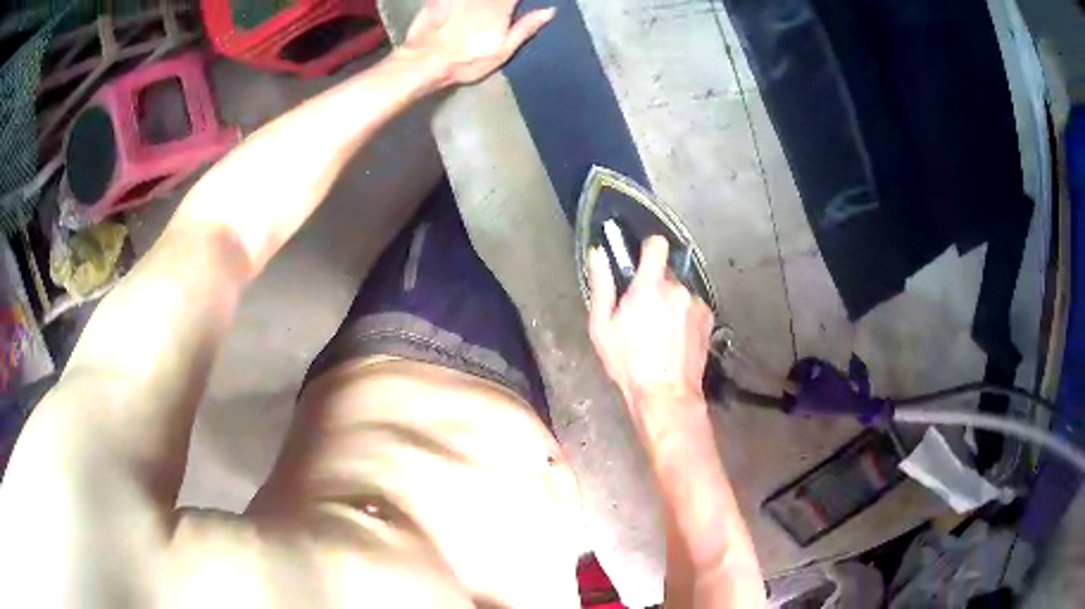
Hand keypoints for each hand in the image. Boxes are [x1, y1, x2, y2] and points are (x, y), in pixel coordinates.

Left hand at [403, 0, 554, 85]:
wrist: (424, 61)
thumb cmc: (464, 62)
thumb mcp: (503, 51)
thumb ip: (526, 28)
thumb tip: (549, 12)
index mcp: (501, 7)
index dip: (518, 0)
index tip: (519, 4)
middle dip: (502, 2)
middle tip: (501, 10)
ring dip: (483, 3)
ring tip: (482, 14)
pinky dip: (459, 3)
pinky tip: (465, 10)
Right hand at [588, 236, 713, 409]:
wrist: (666, 394)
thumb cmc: (629, 364)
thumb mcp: (602, 327)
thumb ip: (601, 285)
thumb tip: (597, 253)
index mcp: (650, 286)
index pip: (656, 244)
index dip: (647, 248)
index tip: (640, 259)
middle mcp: (678, 289)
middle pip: (666, 274)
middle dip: (654, 286)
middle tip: (641, 313)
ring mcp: (696, 304)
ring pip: (679, 292)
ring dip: (670, 303)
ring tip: (659, 332)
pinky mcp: (707, 319)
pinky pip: (692, 307)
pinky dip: (684, 316)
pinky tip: (674, 339)